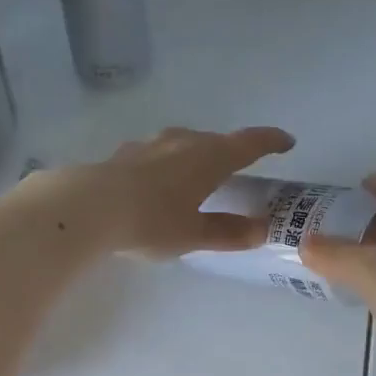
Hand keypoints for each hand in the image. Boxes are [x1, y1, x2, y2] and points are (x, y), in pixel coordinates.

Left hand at [71, 125, 295, 257]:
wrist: (89, 208)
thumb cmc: (151, 221)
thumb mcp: (193, 234)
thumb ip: (227, 232)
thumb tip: (260, 231)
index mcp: (209, 158)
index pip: (248, 143)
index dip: (270, 141)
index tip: (286, 143)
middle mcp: (183, 142)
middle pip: (215, 141)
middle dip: (231, 151)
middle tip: (240, 167)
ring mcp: (151, 145)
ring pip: (184, 143)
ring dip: (197, 154)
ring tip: (199, 173)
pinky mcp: (125, 155)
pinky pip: (157, 154)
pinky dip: (168, 164)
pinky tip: (158, 180)